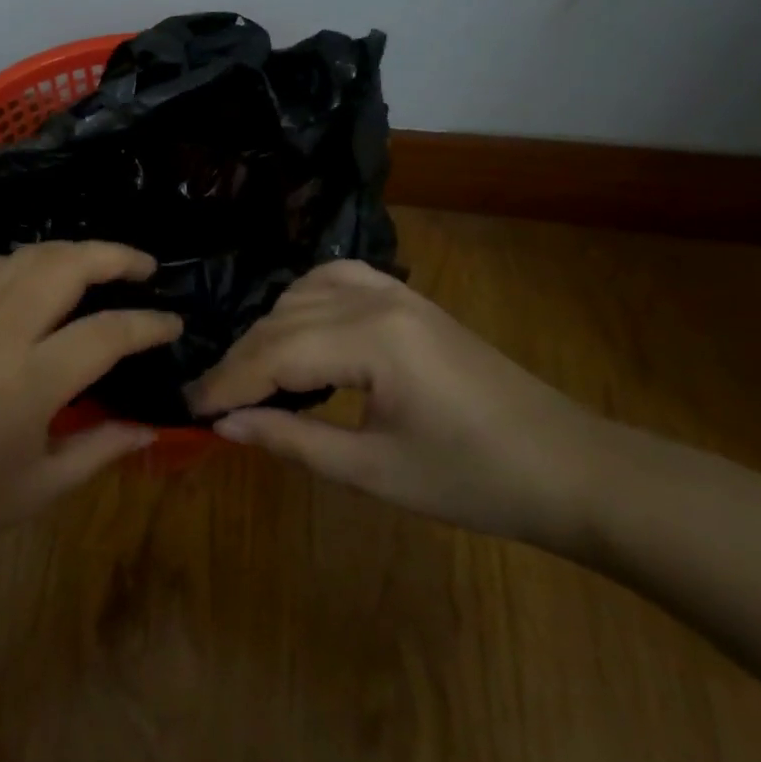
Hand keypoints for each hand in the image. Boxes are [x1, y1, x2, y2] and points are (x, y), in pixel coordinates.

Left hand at [0, 241, 180, 570]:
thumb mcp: (39, 489)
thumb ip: (100, 449)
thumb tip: (150, 425)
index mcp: (28, 383)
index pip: (105, 333)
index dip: (148, 324)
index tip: (174, 322)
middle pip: (65, 265)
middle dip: (114, 255)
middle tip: (146, 267)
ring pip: (27, 255)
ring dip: (71, 251)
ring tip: (100, 266)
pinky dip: (26, 261)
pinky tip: (39, 278)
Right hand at [186, 260, 605, 547]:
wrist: (571, 468)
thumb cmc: (476, 481)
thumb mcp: (375, 471)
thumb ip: (293, 440)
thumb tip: (225, 425)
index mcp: (372, 340)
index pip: (275, 353)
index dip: (227, 382)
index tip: (189, 406)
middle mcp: (376, 299)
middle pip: (282, 321)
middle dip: (240, 360)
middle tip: (208, 399)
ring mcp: (394, 292)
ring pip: (302, 294)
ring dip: (267, 330)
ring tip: (248, 373)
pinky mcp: (407, 298)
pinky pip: (335, 280)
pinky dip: (302, 301)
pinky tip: (295, 326)